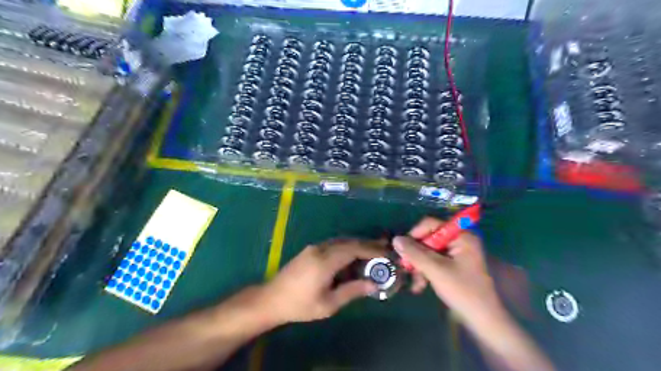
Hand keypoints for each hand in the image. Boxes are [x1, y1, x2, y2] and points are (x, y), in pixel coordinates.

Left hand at [257, 240, 385, 324]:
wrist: (271, 299)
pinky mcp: (310, 250)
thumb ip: (352, 291)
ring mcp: (314, 248)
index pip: (354, 249)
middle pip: (349, 242)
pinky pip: (333, 245)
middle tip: (384, 251)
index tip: (387, 254)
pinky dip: (347, 248)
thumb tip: (373, 284)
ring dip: (358, 246)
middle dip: (368, 245)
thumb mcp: (328, 304)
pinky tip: (353, 258)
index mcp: (325, 261)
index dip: (372, 250)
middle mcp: (321, 248)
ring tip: (373, 253)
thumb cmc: (300, 305)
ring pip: (341, 241)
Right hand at [391, 216, 506, 325]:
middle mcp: (459, 240)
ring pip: (428, 252)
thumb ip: (415, 253)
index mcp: (461, 236)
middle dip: (416, 256)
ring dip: (419, 266)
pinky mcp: (452, 266)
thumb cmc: (463, 291)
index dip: (414, 235)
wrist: (483, 321)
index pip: (431, 224)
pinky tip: (420, 286)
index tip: (402, 250)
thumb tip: (395, 239)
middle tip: (406, 269)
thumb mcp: (436, 270)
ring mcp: (456, 254)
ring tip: (416, 284)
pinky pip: (433, 262)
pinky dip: (425, 272)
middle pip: (428, 239)